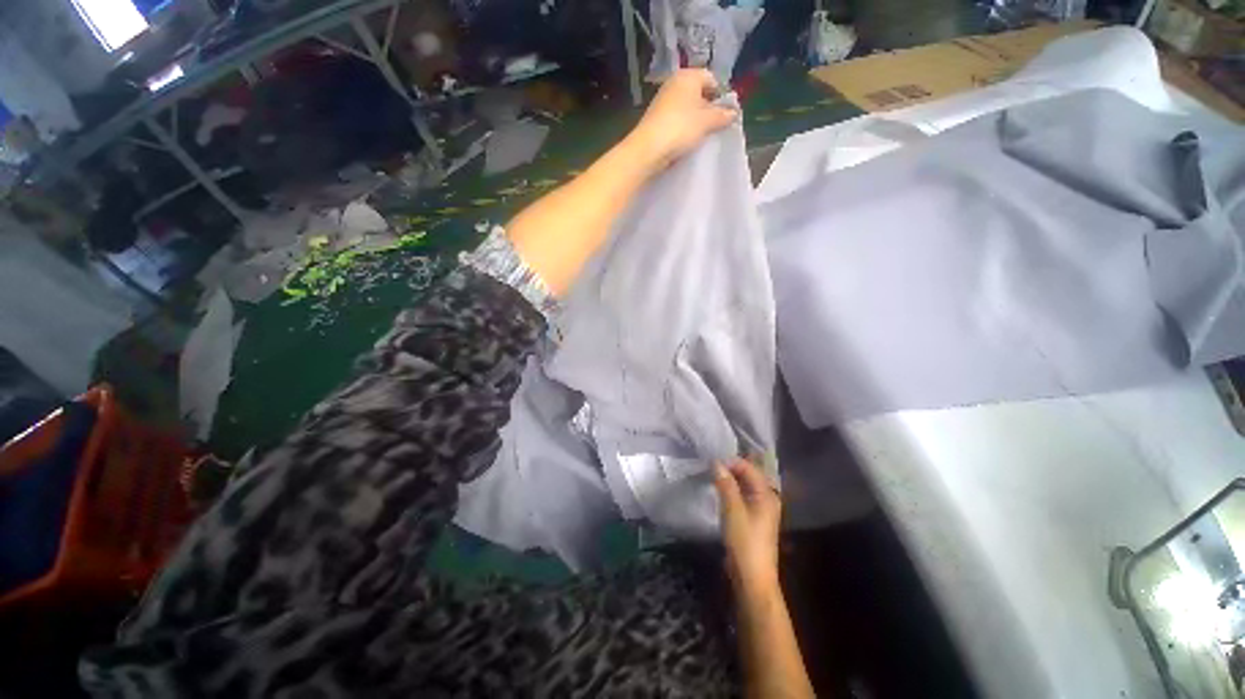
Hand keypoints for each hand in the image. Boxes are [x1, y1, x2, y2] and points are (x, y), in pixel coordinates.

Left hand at [626, 68, 737, 173]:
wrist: (649, 148)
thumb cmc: (681, 128)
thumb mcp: (707, 121)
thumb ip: (722, 115)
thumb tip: (734, 113)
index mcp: (688, 75)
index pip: (711, 78)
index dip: (721, 95)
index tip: (726, 114)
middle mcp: (674, 83)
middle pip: (698, 92)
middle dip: (708, 108)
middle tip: (715, 126)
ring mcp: (663, 101)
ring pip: (687, 107)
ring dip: (696, 120)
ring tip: (701, 136)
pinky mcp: (656, 118)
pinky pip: (676, 119)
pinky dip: (683, 127)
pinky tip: (686, 140)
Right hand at [714, 459, 781, 593]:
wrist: (752, 578)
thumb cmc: (745, 542)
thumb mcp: (733, 510)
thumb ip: (726, 484)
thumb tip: (716, 462)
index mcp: (766, 494)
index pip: (749, 468)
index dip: (731, 462)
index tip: (711, 461)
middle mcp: (766, 498)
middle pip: (748, 475)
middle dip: (730, 468)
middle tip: (710, 465)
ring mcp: (760, 509)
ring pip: (744, 486)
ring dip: (730, 479)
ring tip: (712, 475)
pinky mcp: (752, 519)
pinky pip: (742, 496)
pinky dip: (731, 490)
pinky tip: (719, 491)